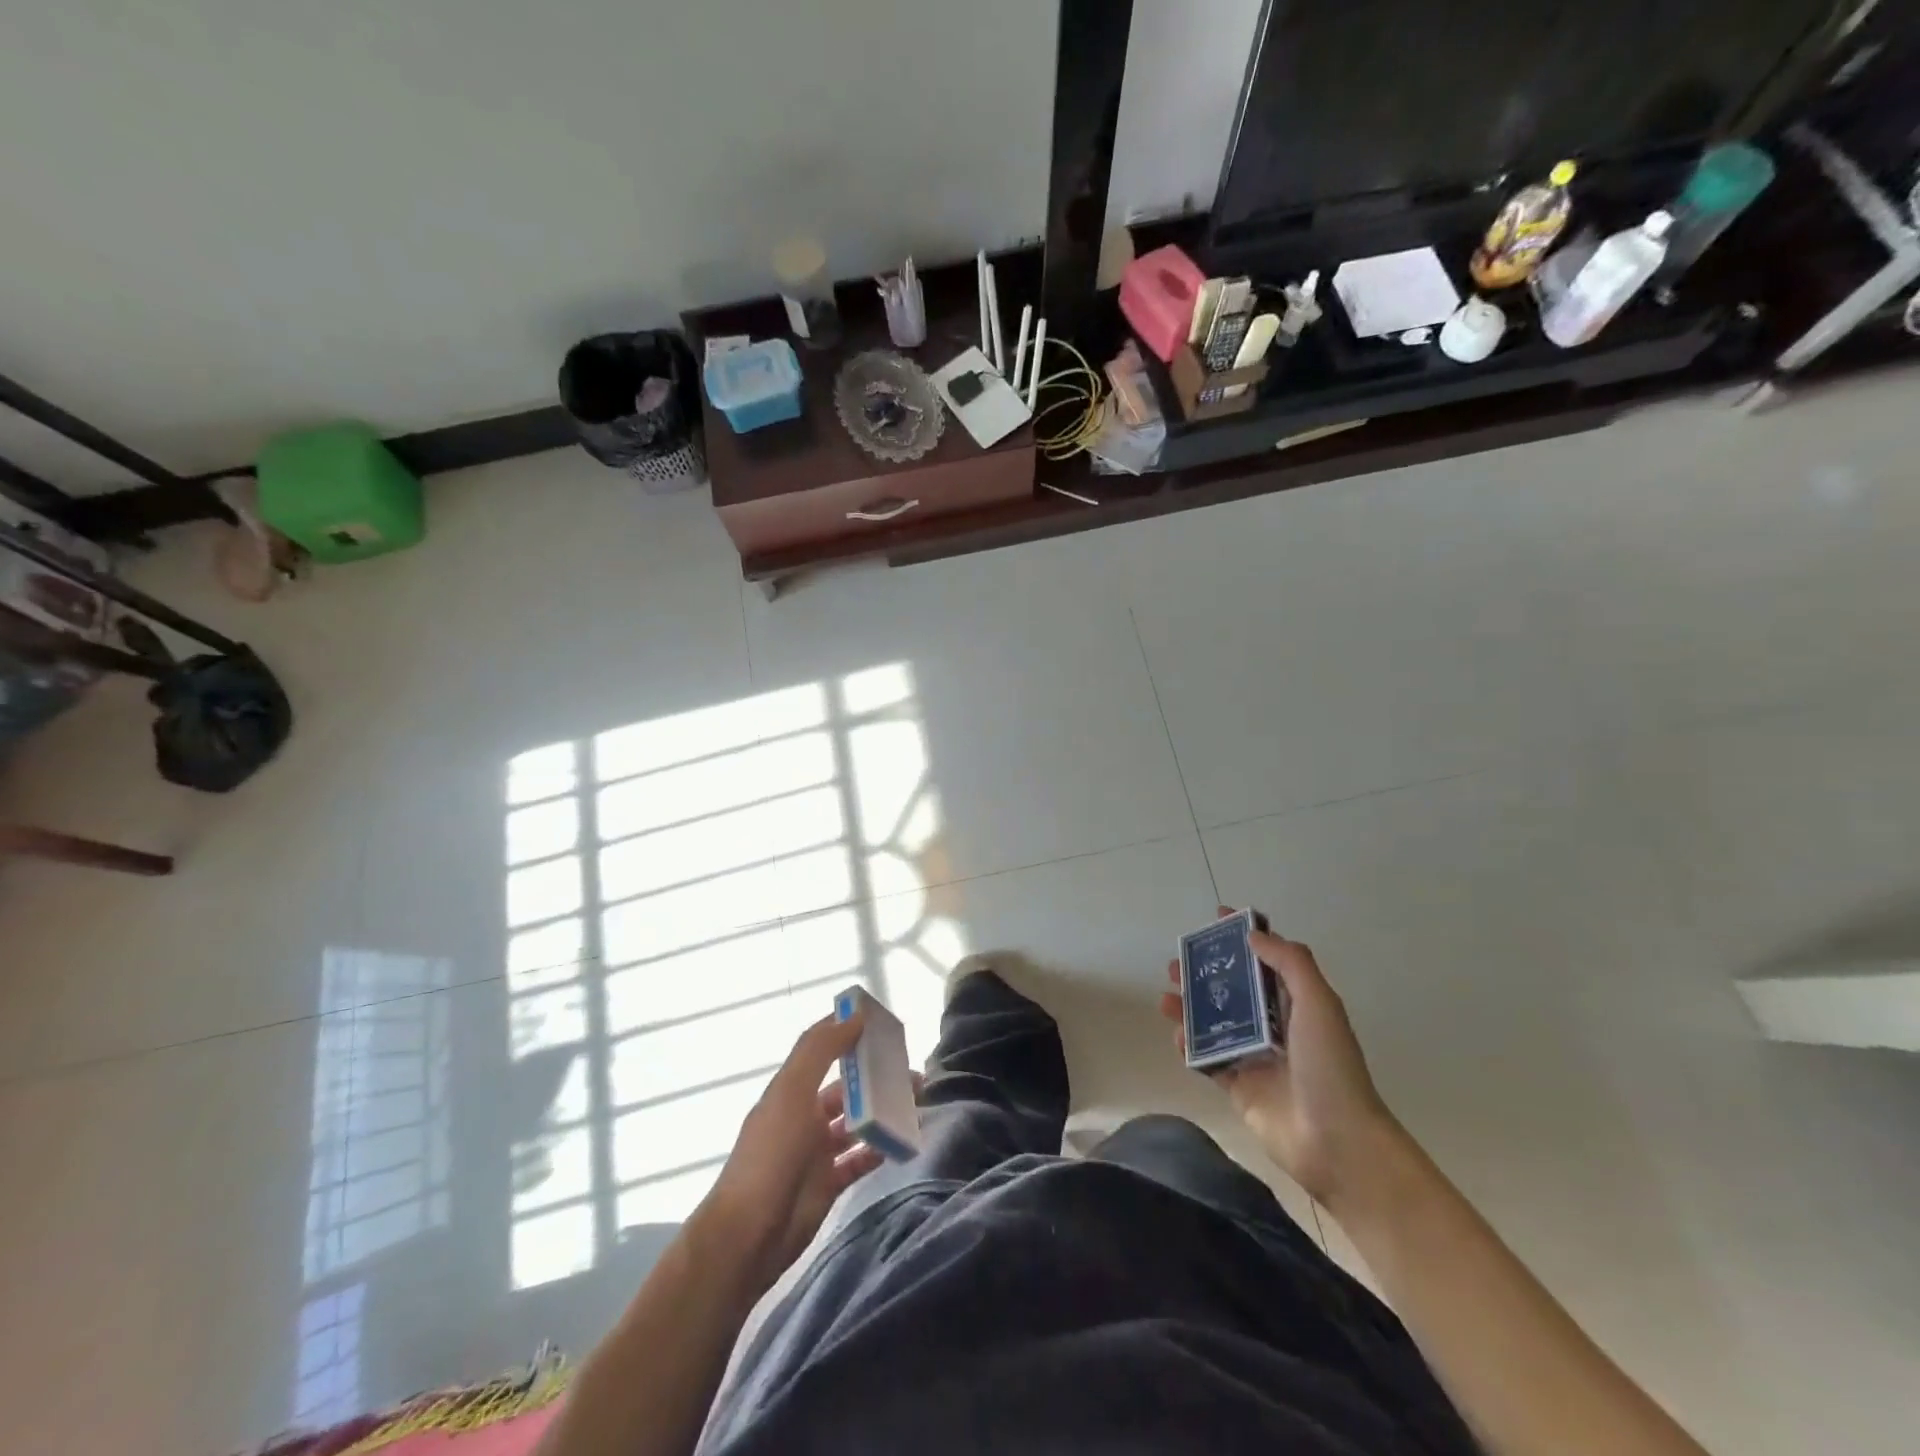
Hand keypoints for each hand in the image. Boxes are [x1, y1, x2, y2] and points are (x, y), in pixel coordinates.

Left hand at [697, 1010, 890, 1290]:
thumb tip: (855, 1016)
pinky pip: (859, 1159)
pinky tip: (902, 1140)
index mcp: (791, 1089)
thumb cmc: (771, 1154)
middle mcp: (804, 1115)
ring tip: (916, 1102)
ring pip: (856, 1122)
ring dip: (882, 1110)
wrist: (748, 1236)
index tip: (882, 1022)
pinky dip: (879, 1148)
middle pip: (845, 1087)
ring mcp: (816, 1152)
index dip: (849, 1032)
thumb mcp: (792, 1092)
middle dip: (875, 1075)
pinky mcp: (827, 1184)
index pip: (823, 1049)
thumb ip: (821, 1050)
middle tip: (911, 1069)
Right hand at [1160, 908, 1399, 1206]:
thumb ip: (1289, 962)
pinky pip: (1207, 1060)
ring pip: (1215, 1023)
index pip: (1266, 960)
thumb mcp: (1318, 1003)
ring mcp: (1255, 1057)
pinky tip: (1177, 1037)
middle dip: (1206, 973)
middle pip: (1234, 990)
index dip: (1244, 938)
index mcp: (1297, 1004)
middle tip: (1177, 963)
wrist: (1336, 1142)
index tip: (1216, 919)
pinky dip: (1190, 1047)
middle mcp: (1275, 1026)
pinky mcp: (1238, 1086)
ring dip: (1190, 1007)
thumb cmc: (1329, 1066)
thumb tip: (1253, 935)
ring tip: (1167, 996)